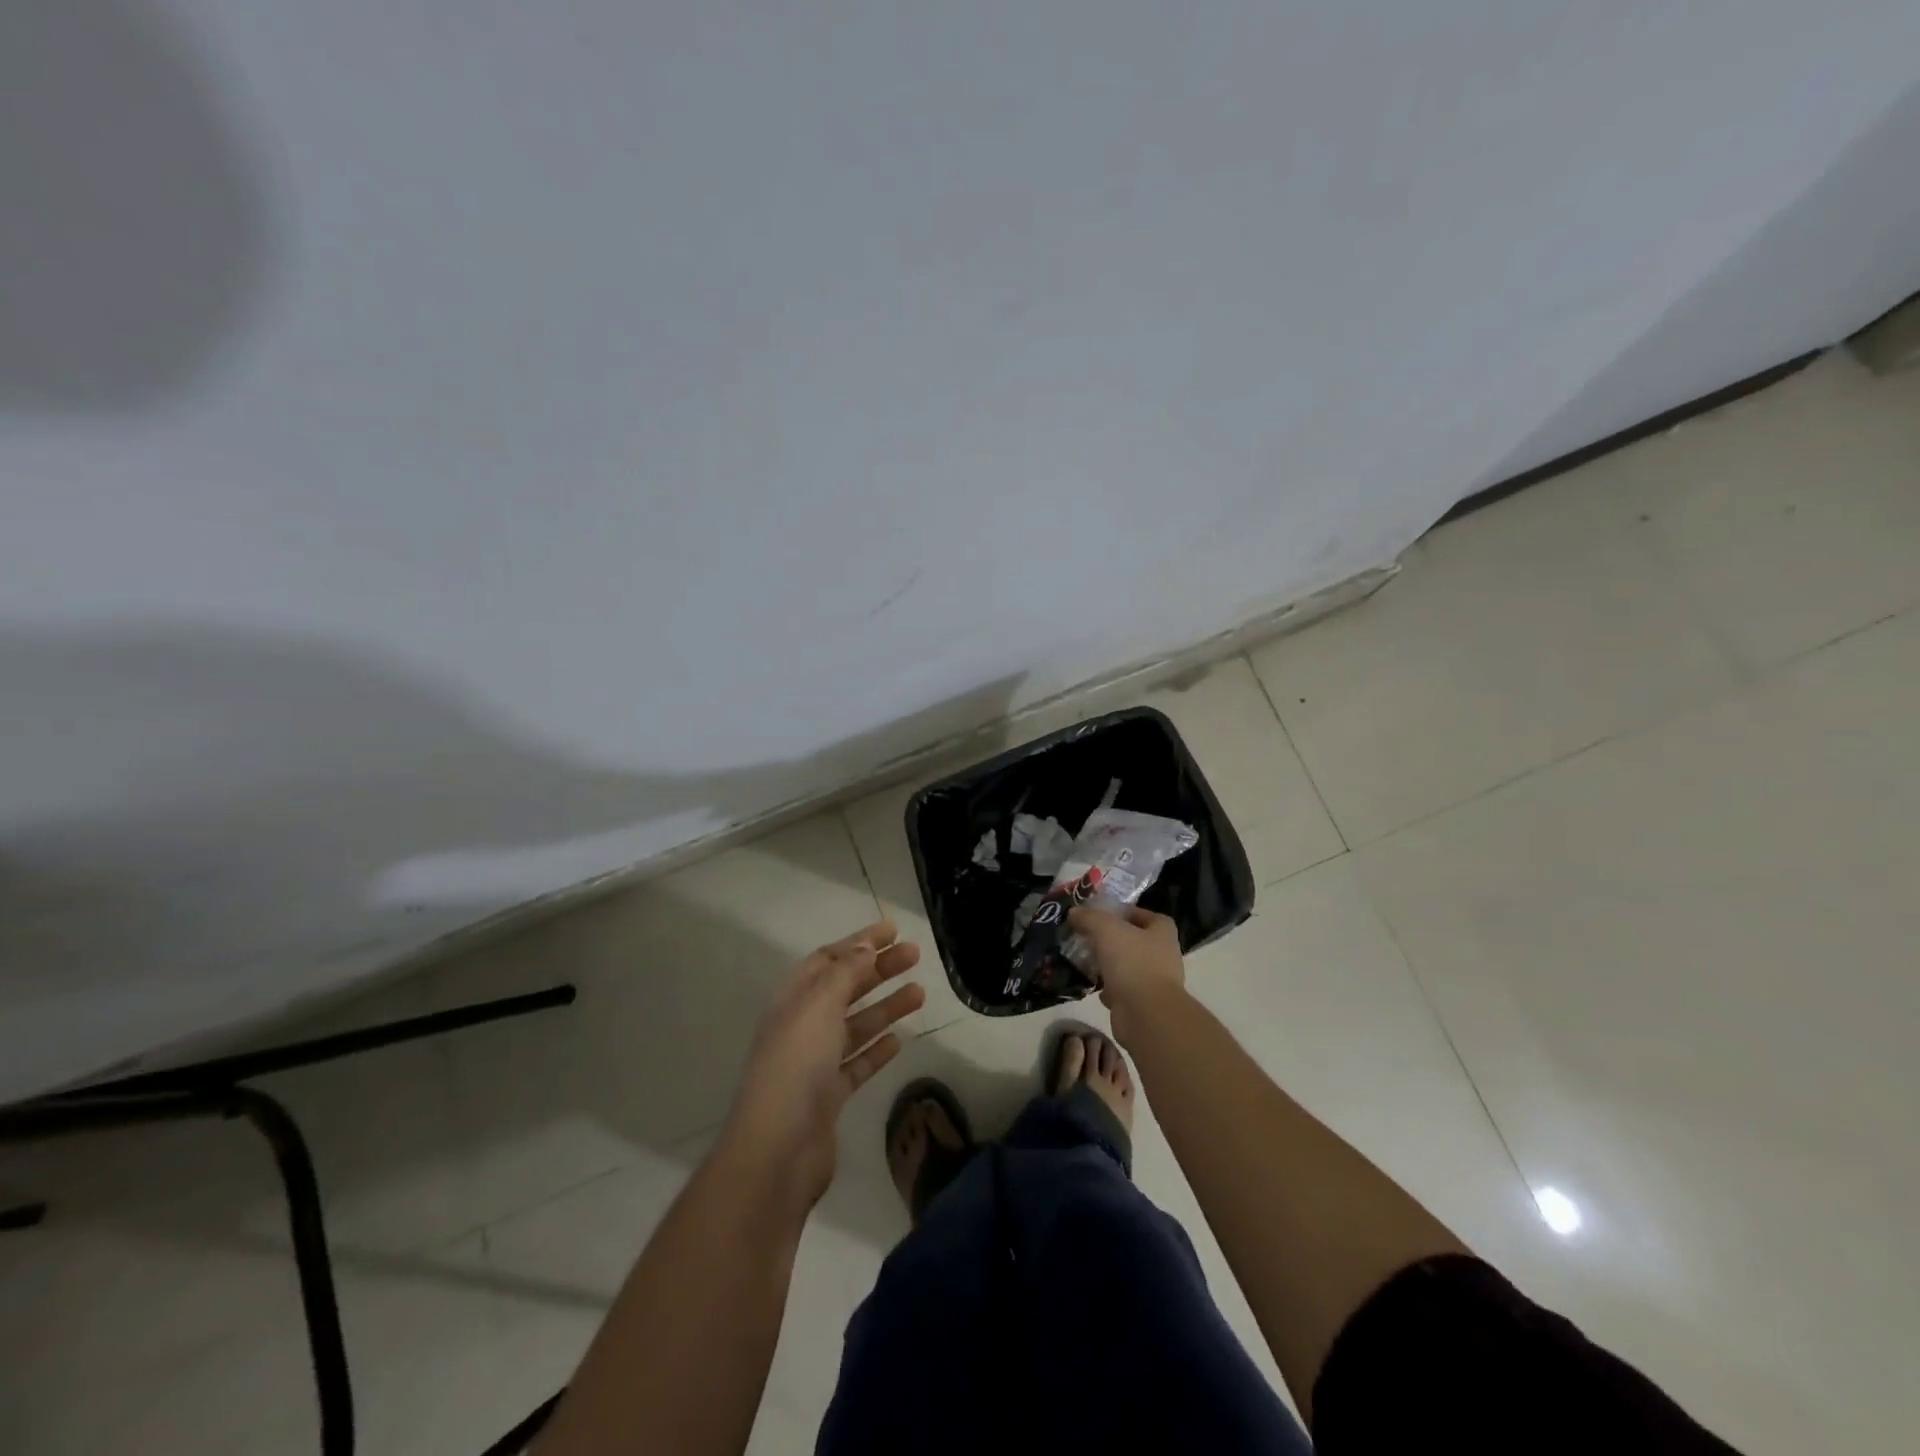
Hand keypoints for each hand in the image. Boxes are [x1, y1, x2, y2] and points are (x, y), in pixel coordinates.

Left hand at [723, 921, 924, 1205]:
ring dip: (886, 1006)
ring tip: (920, 993)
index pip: (828, 959)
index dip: (859, 942)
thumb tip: (865, 946)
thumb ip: (844, 973)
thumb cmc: (796, 1066)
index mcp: (793, 1000)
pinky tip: (899, 1040)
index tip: (893, 930)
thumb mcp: (819, 1006)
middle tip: (915, 955)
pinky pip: (857, 1064)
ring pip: (856, 1025)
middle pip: (845, 989)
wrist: (777, 1151)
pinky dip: (877, 1049)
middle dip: (879, 970)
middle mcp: (802, 1026)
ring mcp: (815, 1063)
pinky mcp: (829, 1096)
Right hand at [1068, 905, 1185, 1044]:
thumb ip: (1089, 917)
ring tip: (1086, 960)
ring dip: (1109, 965)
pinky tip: (1094, 987)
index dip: (1127, 913)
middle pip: (1135, 941)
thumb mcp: (1106, 929)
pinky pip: (1123, 991)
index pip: (1147, 916)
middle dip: (1113, 940)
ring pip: (1128, 967)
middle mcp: (1163, 956)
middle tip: (1089, 937)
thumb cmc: (1132, 962)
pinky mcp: (1142, 1004)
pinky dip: (1109, 989)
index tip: (1104, 915)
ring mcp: (1154, 982)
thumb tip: (1074, 912)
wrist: (1146, 1014)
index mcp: (1162, 933)